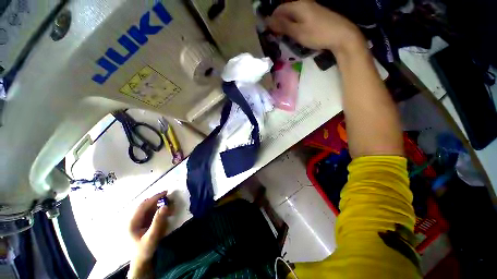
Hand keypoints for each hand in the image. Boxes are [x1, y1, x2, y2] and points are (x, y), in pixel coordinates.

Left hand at [129, 191, 170, 263]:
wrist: (141, 260)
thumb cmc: (145, 249)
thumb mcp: (152, 236)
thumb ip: (158, 221)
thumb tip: (165, 206)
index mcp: (132, 222)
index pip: (143, 205)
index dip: (154, 197)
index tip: (166, 192)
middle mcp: (133, 219)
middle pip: (145, 205)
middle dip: (157, 200)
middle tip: (169, 197)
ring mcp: (136, 221)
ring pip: (148, 208)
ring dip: (158, 205)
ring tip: (168, 204)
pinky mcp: (141, 223)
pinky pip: (150, 212)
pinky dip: (157, 210)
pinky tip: (164, 211)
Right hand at [266, 1, 364, 53]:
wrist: (341, 35)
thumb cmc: (318, 34)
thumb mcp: (298, 32)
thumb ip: (283, 26)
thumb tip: (267, 21)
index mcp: (298, 5)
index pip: (279, 9)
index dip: (272, 20)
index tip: (268, 33)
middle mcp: (304, 3)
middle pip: (286, 12)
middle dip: (278, 24)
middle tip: (276, 38)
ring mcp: (311, 9)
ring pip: (292, 16)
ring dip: (286, 26)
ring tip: (284, 38)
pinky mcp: (315, 15)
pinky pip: (300, 19)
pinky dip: (294, 26)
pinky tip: (294, 35)